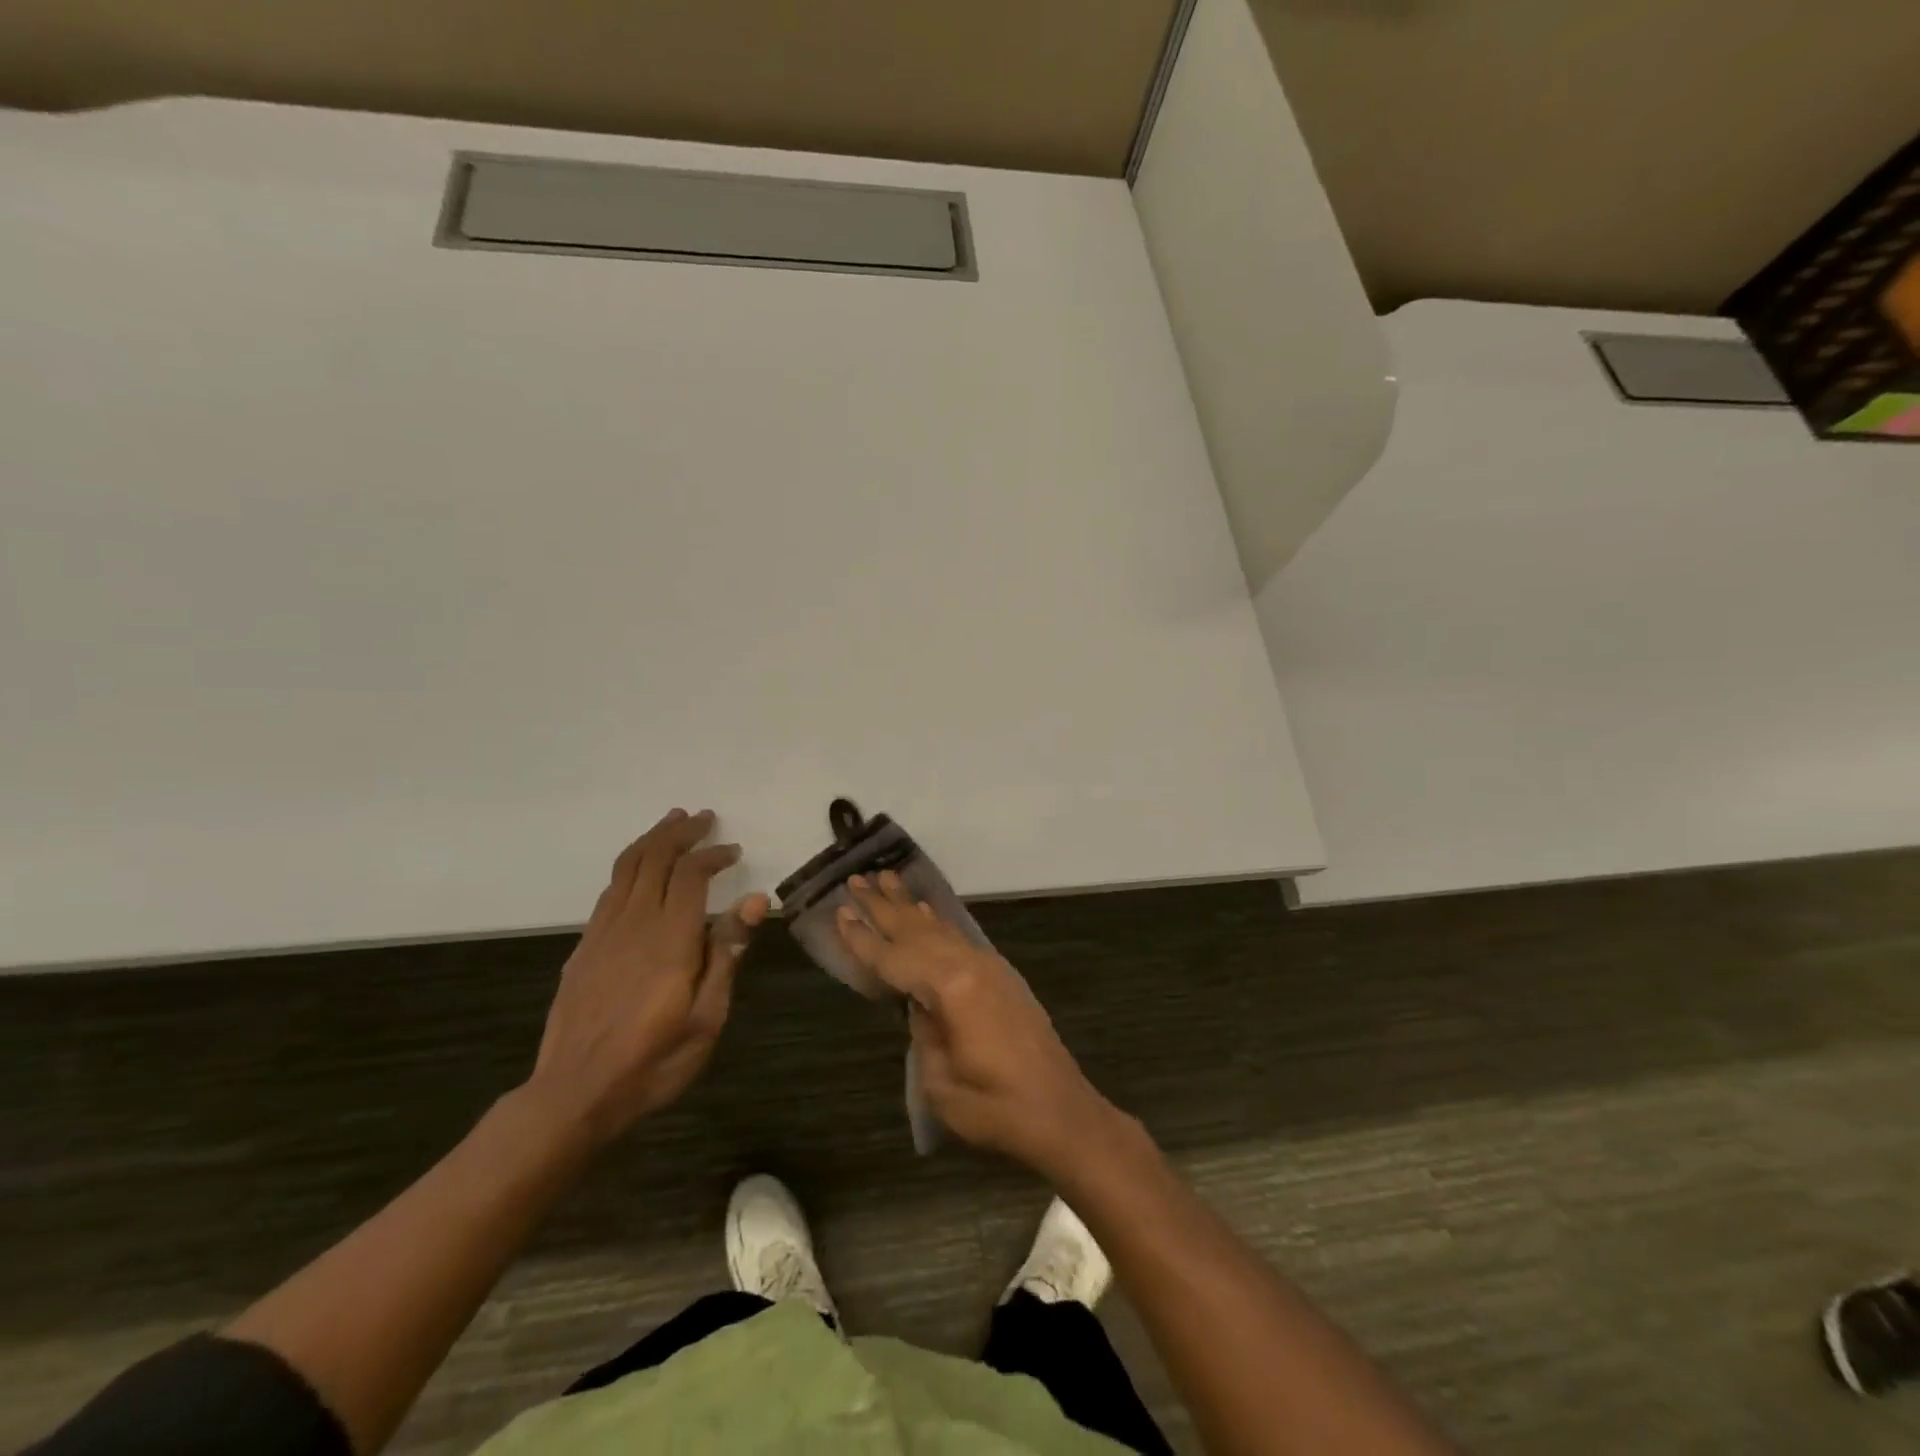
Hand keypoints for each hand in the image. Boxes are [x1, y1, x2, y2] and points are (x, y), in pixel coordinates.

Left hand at [524, 809, 767, 1147]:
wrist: (574, 1094)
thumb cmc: (653, 1061)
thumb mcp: (707, 1018)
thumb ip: (727, 954)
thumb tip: (756, 901)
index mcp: (669, 939)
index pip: (690, 874)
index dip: (712, 854)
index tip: (733, 851)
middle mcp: (633, 924)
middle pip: (653, 857)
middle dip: (680, 832)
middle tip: (704, 818)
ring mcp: (602, 933)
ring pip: (626, 867)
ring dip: (652, 839)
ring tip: (672, 823)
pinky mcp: (584, 947)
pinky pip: (609, 890)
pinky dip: (630, 866)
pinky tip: (641, 871)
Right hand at [837, 871, 1124, 1180]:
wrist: (1061, 1112)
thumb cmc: (996, 1107)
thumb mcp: (940, 1081)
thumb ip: (923, 1032)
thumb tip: (919, 1004)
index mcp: (951, 988)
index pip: (894, 958)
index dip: (863, 938)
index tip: (839, 911)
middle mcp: (970, 965)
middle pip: (916, 929)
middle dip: (883, 905)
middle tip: (855, 879)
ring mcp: (989, 966)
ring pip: (939, 928)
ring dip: (909, 906)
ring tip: (886, 879)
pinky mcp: (1000, 976)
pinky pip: (958, 938)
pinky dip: (936, 923)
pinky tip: (925, 914)